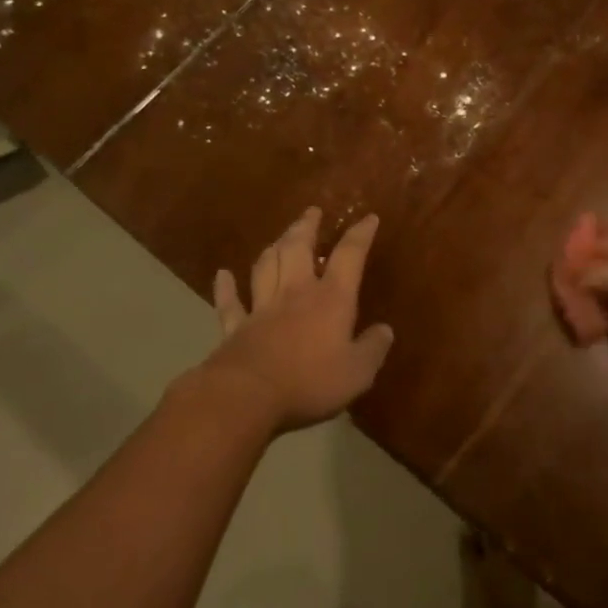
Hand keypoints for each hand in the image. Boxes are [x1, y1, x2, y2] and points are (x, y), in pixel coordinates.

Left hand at [197, 207, 393, 433]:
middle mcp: (295, 292)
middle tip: (311, 212)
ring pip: (266, 266)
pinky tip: (222, 274)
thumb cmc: (310, 381)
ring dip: (273, 247)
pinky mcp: (234, 327)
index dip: (360, 235)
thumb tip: (385, 330)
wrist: (247, 396)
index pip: (349, 256)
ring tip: (279, 237)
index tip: (368, 218)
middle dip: (306, 227)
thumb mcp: (357, 372)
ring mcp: (261, 307)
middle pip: (298, 248)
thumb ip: (373, 348)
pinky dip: (225, 287)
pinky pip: (230, 302)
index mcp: (331, 298)